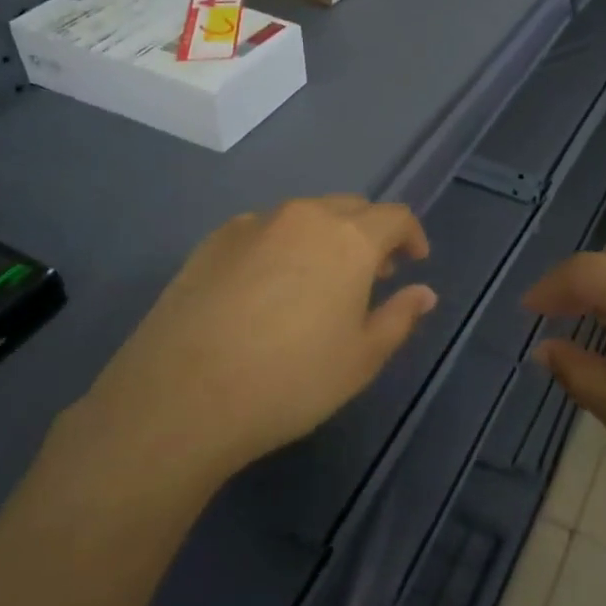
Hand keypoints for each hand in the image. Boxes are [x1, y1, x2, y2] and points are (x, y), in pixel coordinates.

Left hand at [69, 196, 437, 490]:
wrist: (181, 397)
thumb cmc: (290, 380)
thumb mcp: (361, 358)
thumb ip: (399, 317)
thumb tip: (424, 292)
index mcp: (348, 239)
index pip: (394, 217)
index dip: (412, 236)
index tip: (414, 262)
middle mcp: (303, 217)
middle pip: (350, 208)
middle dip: (370, 234)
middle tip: (374, 274)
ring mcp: (253, 224)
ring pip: (305, 217)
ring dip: (326, 238)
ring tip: (321, 281)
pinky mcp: (213, 241)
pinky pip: (264, 230)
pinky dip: (282, 246)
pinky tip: (269, 287)